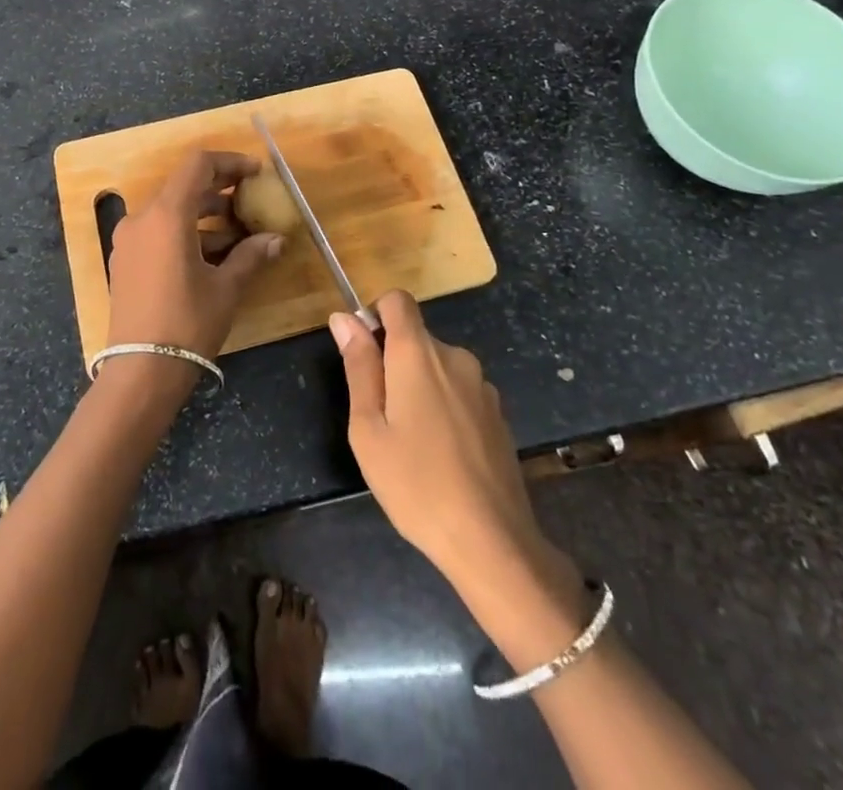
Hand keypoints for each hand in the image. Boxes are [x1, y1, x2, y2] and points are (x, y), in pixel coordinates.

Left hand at [105, 150, 283, 361]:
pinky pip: (158, 232)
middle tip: (250, 200)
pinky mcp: (125, 260)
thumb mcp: (226, 287)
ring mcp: (128, 240)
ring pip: (171, 211)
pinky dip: (185, 233)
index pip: (198, 165)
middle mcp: (142, 218)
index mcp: (166, 215)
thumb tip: (276, 239)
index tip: (255, 173)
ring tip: (238, 235)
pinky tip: (211, 255)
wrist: (140, 371)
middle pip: (183, 186)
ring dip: (204, 215)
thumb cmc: (187, 323)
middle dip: (220, 190)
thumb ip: (251, 255)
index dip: (229, 163)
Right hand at [330, 293, 574, 606]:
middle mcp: (454, 357)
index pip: (397, 300)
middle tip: (381, 418)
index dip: (375, 315)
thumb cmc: (416, 484)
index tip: (364, 355)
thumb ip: (358, 367)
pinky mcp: (499, 414)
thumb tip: (344, 319)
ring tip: (411, 443)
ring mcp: (482, 386)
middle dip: (393, 363)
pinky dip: (444, 407)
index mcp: (418, 354)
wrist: (492, 541)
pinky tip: (442, 455)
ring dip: (419, 387)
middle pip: (416, 337)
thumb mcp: (368, 429)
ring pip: (438, 367)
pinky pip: (460, 392)